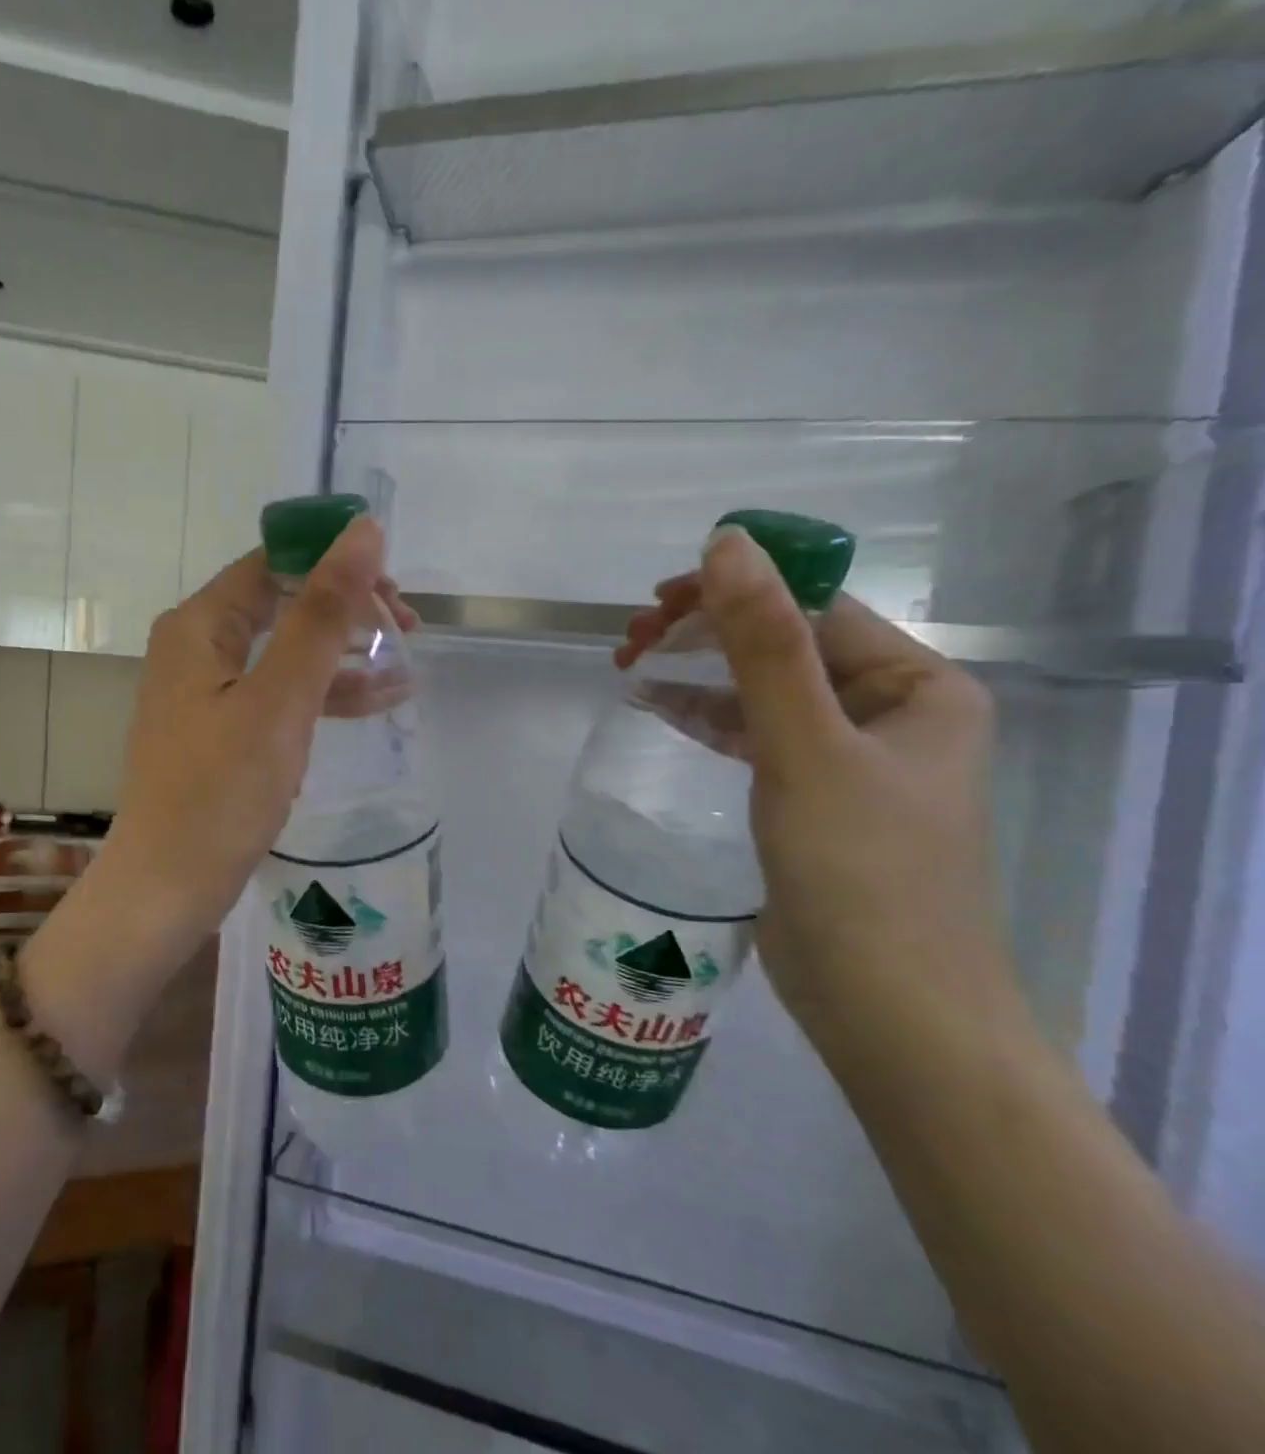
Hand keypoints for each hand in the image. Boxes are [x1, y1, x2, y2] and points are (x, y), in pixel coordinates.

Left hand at [93, 518, 414, 976]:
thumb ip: (322, 615)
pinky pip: (280, 695)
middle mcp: (197, 647)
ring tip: (406, 664)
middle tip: (408, 629)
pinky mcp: (223, 731)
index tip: (394, 589)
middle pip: (282, 603)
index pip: (274, 563)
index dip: (335, 563)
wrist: (168, 887)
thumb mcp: (280, 700)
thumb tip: (362, 531)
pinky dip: (324, 695)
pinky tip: (379, 701)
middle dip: (347, 610)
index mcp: (199, 625)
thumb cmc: (220, 792)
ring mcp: (208, 691)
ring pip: (287, 651)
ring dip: (344, 653)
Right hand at [620, 527, 1025, 1046]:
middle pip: (785, 646)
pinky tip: (659, 708)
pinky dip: (707, 718)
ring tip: (631, 666)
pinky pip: (754, 737)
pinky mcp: (811, 800)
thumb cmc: (860, 870)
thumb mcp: (804, 746)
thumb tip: (728, 544)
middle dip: (708, 633)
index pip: (816, 610)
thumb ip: (764, 644)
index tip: (657, 602)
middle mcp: (890, 714)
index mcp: (918, 686)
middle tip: (632, 638)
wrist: (886, 1006)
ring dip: (700, 673)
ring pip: (763, 691)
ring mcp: (849, 760)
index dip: (735, 593)